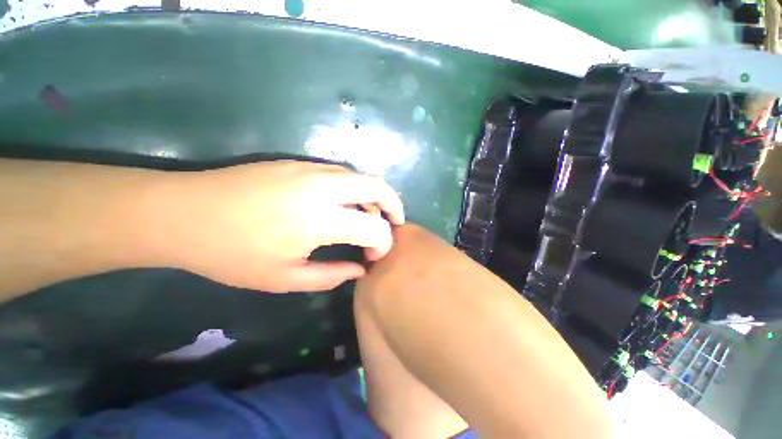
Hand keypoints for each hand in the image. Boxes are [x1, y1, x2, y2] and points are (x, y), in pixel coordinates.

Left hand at [164, 161, 404, 291]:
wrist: (184, 212)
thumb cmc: (231, 254)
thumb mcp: (283, 279)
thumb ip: (330, 276)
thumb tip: (359, 269)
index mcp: (320, 219)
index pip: (374, 228)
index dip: (383, 243)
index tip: (374, 256)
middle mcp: (323, 187)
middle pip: (378, 187)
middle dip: (394, 205)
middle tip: (394, 223)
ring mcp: (311, 170)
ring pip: (361, 176)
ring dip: (374, 196)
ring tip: (370, 217)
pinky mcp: (299, 163)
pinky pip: (342, 173)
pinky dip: (355, 188)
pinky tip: (345, 203)